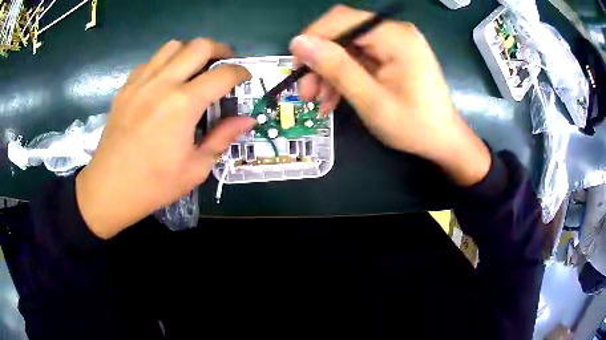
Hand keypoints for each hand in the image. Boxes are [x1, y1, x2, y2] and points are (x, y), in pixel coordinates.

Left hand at [76, 39, 255, 238]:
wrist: (109, 189)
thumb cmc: (154, 184)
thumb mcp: (195, 168)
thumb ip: (223, 138)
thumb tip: (248, 120)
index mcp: (183, 104)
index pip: (222, 74)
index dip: (240, 72)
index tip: (245, 78)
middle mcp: (163, 84)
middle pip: (199, 46)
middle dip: (220, 49)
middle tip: (225, 63)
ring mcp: (141, 82)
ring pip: (173, 46)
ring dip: (190, 51)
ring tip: (194, 68)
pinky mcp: (126, 88)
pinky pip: (151, 62)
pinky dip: (165, 63)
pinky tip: (165, 81)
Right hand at [290, 5, 490, 186]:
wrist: (443, 141)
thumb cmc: (414, 125)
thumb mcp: (371, 100)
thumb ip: (336, 68)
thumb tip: (299, 43)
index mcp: (395, 37)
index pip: (342, 20)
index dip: (314, 38)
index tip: (297, 66)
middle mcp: (395, 32)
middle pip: (343, 33)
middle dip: (320, 61)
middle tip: (306, 92)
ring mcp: (394, 44)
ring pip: (347, 48)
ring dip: (329, 73)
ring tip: (318, 102)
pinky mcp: (392, 56)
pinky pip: (359, 59)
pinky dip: (344, 77)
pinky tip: (333, 99)